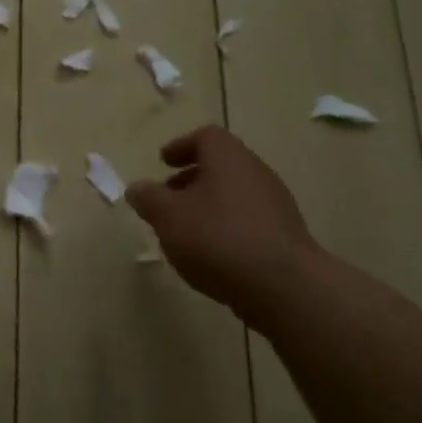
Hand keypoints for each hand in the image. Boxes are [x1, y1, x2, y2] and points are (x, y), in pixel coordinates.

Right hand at [127, 127, 322, 329]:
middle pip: (221, 166)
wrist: (282, 285)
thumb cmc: (217, 238)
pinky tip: (211, 254)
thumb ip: (148, 198)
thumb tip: (137, 188)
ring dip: (208, 206)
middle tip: (168, 198)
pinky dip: (225, 227)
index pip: (206, 137)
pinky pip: (248, 220)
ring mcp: (275, 204)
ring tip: (184, 231)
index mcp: (228, 158)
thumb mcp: (168, 217)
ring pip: (234, 194)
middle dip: (191, 179)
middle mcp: (256, 172)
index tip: (163, 162)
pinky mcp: (284, 235)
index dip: (181, 146)